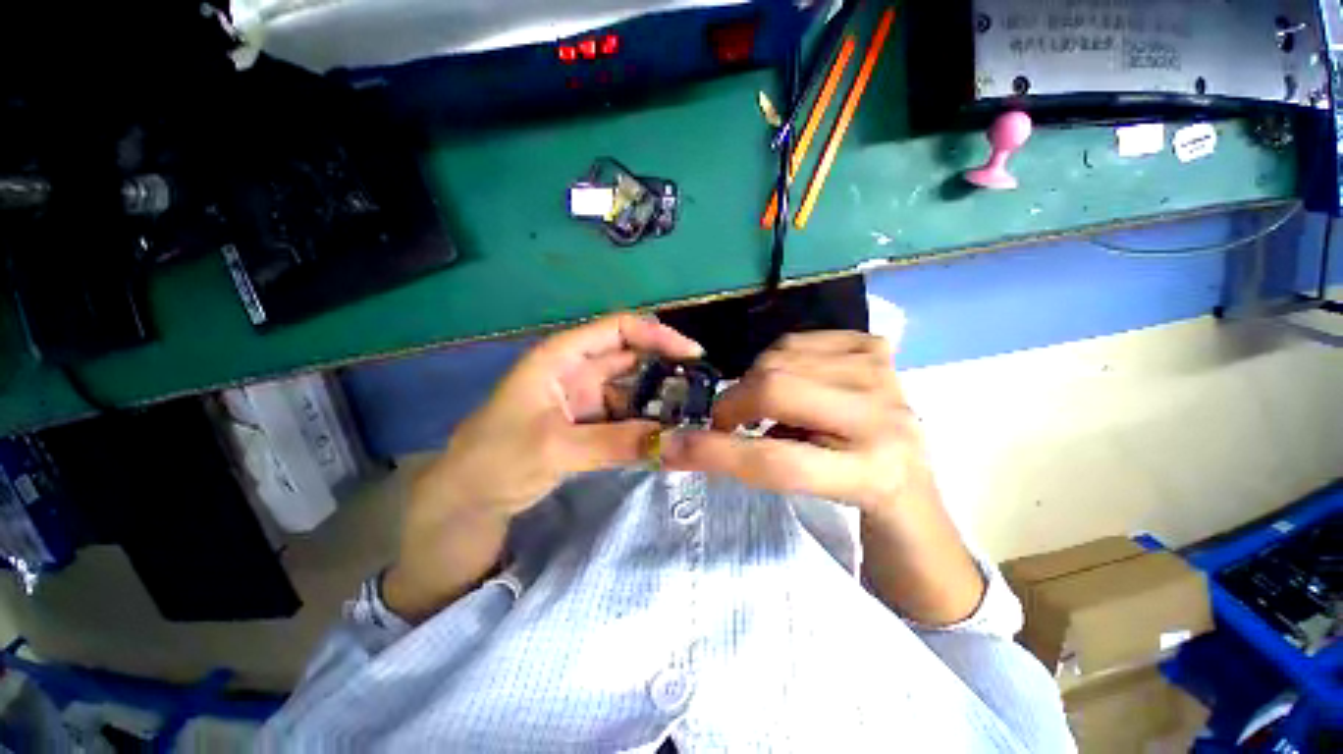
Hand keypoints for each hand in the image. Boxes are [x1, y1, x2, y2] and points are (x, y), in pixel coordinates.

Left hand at [417, 312, 701, 516]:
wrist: (468, 498)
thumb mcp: (556, 448)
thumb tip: (673, 439)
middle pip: (631, 357)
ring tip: (692, 417)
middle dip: (665, 369)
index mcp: (562, 356)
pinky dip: (646, 423)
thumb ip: (616, 442)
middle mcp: (577, 370)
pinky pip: (625, 416)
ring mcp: (585, 398)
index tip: (693, 355)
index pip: (618, 329)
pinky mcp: (588, 424)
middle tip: (702, 391)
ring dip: (659, 401)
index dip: (657, 335)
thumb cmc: (496, 459)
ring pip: (631, 389)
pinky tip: (666, 435)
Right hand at [660, 331, 924, 514]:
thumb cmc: (850, 497)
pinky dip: (778, 359)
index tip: (675, 446)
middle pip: (776, 390)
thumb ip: (752, 466)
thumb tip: (687, 442)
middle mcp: (883, 417)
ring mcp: (881, 373)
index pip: (775, 459)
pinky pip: (798, 339)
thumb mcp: (805, 496)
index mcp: (870, 474)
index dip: (717, 452)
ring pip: (781, 358)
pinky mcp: (875, 348)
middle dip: (733, 403)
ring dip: (755, 382)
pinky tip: (791, 381)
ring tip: (764, 405)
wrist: (906, 473)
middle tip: (727, 420)